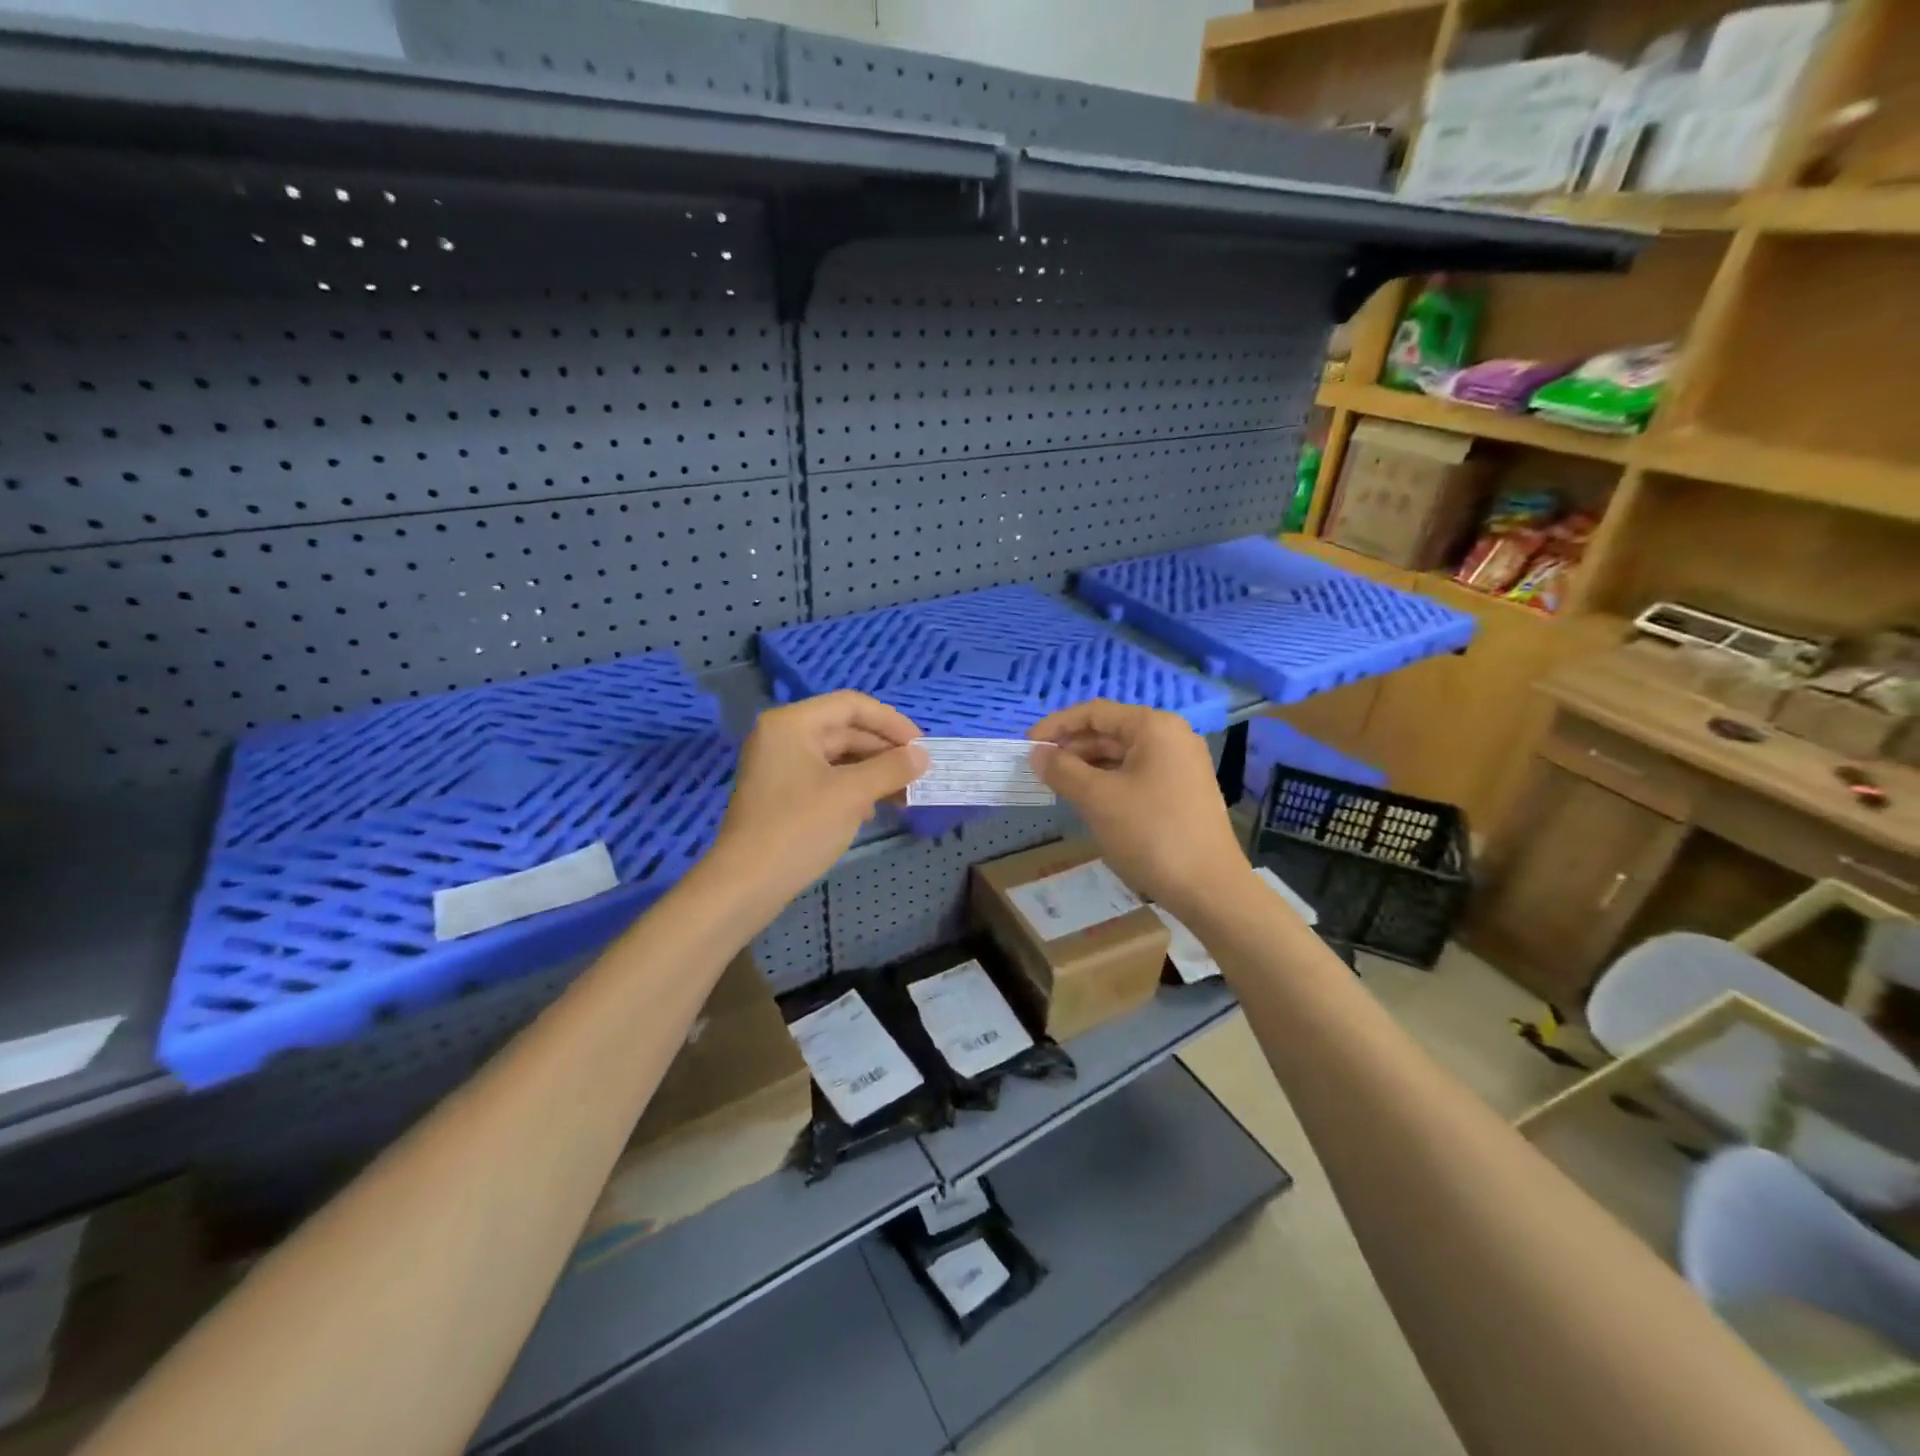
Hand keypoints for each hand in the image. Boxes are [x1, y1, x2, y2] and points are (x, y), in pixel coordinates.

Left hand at [709, 692, 927, 911]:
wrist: (745, 884)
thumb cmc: (799, 828)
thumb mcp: (852, 794)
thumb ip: (891, 768)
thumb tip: (923, 755)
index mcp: (792, 723)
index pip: (852, 705)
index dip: (891, 722)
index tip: (922, 746)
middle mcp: (783, 736)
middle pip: (845, 730)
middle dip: (884, 752)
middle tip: (919, 774)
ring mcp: (780, 766)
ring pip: (838, 757)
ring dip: (873, 772)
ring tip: (905, 796)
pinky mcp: (782, 794)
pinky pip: (826, 778)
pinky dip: (853, 788)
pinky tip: (873, 809)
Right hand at [1028, 700, 1246, 920]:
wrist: (1209, 888)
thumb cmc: (1151, 833)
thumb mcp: (1097, 799)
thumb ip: (1062, 770)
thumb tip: (1037, 753)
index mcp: (1154, 727)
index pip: (1095, 712)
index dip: (1057, 725)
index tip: (1027, 745)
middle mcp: (1172, 737)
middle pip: (1110, 731)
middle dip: (1072, 748)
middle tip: (1039, 770)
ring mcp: (1181, 765)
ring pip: (1122, 755)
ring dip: (1088, 767)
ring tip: (1058, 787)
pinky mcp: (1183, 791)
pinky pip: (1137, 775)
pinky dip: (1108, 782)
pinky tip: (1089, 802)